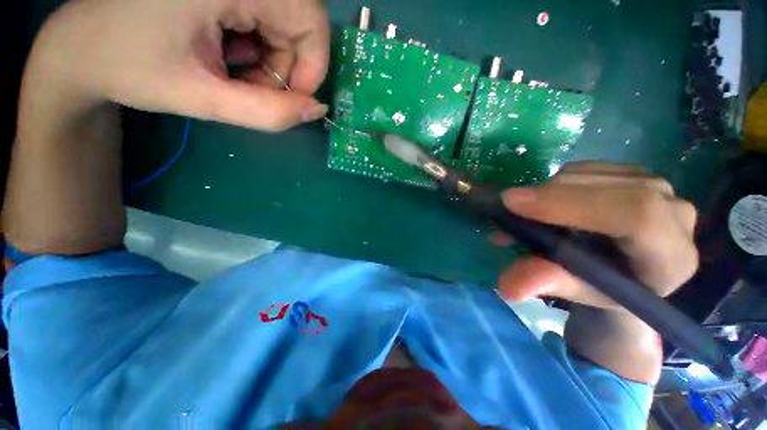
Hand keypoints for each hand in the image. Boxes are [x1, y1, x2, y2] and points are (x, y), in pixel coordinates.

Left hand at [24, 0, 329, 130]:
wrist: (84, 43)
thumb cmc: (132, 67)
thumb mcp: (204, 99)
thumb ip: (269, 113)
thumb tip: (317, 110)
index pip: (312, 22)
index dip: (311, 68)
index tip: (288, 98)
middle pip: (300, 23)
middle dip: (286, 67)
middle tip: (249, 86)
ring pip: (286, 22)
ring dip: (270, 58)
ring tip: (231, 70)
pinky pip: (267, 14)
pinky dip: (258, 43)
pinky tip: (227, 50)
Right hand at [498, 162, 698, 308]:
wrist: (624, 272)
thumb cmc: (603, 289)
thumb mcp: (576, 291)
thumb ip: (548, 284)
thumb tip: (506, 285)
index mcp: (670, 255)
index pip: (634, 214)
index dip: (569, 204)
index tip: (513, 202)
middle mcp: (674, 213)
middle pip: (606, 188)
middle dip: (547, 197)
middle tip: (508, 210)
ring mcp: (657, 186)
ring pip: (590, 174)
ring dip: (546, 191)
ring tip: (525, 214)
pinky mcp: (633, 173)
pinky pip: (585, 168)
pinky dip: (553, 183)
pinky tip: (546, 203)